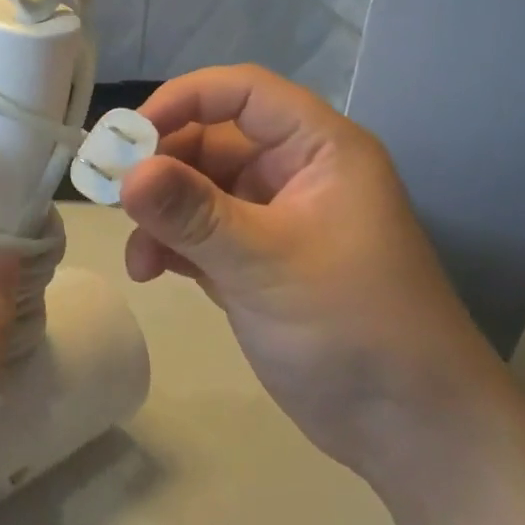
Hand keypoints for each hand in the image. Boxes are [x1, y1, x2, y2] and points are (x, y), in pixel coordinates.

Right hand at [120, 66, 505, 480]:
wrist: (411, 431)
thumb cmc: (354, 329)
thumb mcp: (267, 264)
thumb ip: (192, 214)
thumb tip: (125, 172)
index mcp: (318, 150)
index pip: (242, 92)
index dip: (182, 100)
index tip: (128, 137)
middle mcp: (294, 173)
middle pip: (210, 140)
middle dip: (160, 167)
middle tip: (113, 197)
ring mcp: (274, 219)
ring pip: (198, 189)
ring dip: (160, 214)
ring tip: (140, 256)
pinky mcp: (256, 262)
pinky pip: (200, 232)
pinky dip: (171, 245)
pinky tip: (152, 273)